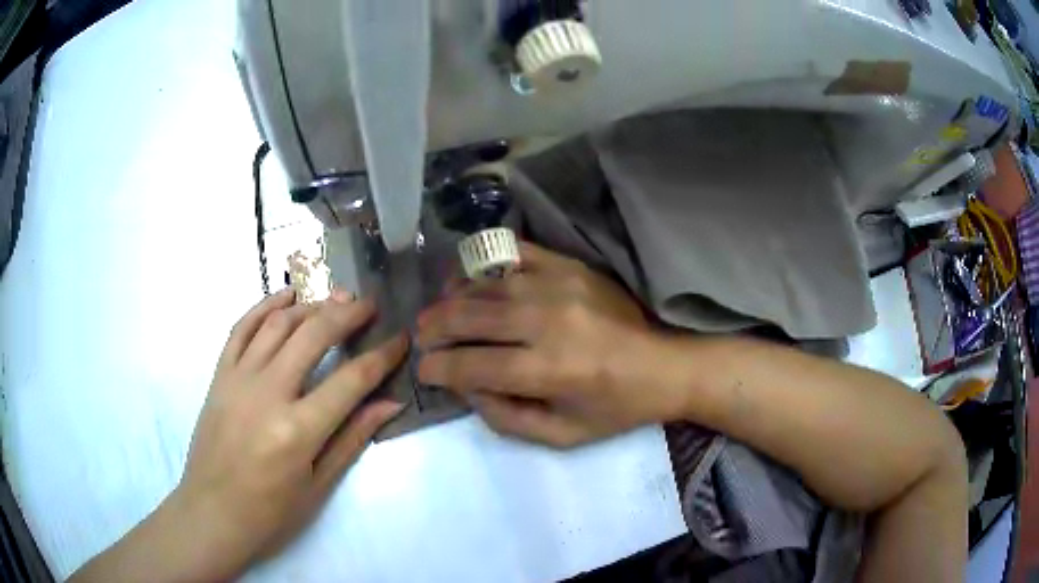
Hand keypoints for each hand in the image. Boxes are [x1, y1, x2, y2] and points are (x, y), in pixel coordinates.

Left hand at [174, 288, 406, 577]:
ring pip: (278, 324)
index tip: (401, 338)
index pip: (351, 379)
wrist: (212, 512)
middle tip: (369, 305)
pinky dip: (265, 306)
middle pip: (313, 335)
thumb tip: (391, 403)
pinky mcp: (219, 375)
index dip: (382, 355)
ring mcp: (238, 379)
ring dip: (310, 305)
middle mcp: (267, 394)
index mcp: (298, 430)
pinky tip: (286, 296)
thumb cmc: (271, 511)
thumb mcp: (319, 485)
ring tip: (335, 298)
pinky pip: (241, 328)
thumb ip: (353, 438)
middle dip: (347, 314)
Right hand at [417, 243, 678, 447]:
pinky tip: (472, 280)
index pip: (472, 366)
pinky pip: (515, 255)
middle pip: (470, 318)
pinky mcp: (570, 265)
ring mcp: (559, 285)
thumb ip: (506, 417)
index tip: (423, 370)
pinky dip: (485, 266)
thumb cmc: (614, 408)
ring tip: (438, 310)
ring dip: (453, 298)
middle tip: (421, 336)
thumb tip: (465, 387)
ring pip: (486, 286)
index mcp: (549, 370)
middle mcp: (548, 322)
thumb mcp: (562, 435)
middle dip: (435, 329)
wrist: (664, 364)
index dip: (439, 368)